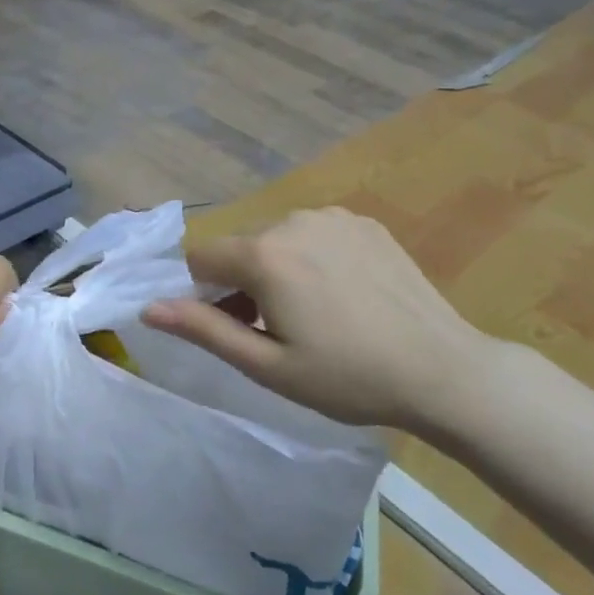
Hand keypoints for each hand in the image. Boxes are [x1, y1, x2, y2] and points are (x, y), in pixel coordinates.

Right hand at [140, 207, 495, 433]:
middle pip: (241, 247)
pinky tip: (346, 293)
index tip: (237, 326)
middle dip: (243, 282)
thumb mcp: (267, 365)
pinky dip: (313, 257)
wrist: (445, 371)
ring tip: (316, 313)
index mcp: (264, 255)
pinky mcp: (364, 222)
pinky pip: (314, 233)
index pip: (200, 256)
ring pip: (277, 239)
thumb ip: (203, 329)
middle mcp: (293, 220)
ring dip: (278, 268)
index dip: (206, 293)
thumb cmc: (348, 377)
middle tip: (278, 330)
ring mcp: (333, 217)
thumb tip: (148, 308)